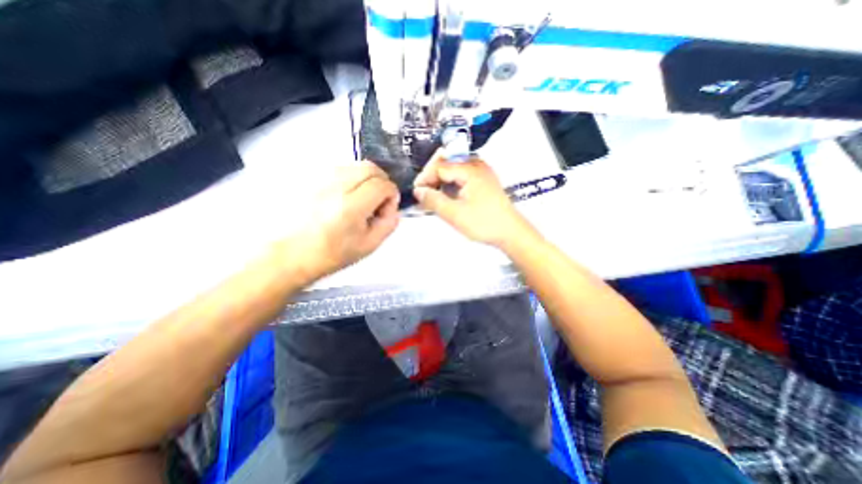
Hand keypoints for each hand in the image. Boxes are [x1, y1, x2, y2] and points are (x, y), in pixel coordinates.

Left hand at [286, 163, 401, 282]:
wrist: (291, 254)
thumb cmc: (328, 254)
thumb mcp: (369, 245)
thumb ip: (388, 223)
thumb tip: (392, 207)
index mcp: (350, 207)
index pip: (382, 184)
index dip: (391, 193)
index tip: (389, 204)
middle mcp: (334, 187)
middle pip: (370, 168)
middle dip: (382, 180)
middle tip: (379, 198)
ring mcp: (319, 180)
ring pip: (354, 165)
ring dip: (366, 178)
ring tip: (362, 198)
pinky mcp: (310, 179)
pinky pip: (339, 169)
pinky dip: (350, 178)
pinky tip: (346, 195)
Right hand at [414, 152, 536, 247]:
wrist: (510, 232)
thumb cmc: (485, 223)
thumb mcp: (454, 214)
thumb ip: (433, 200)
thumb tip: (419, 191)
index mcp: (470, 169)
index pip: (439, 166)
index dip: (425, 178)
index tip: (417, 192)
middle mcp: (477, 165)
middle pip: (446, 164)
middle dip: (432, 178)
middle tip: (424, 195)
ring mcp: (482, 173)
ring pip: (453, 170)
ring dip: (441, 182)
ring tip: (433, 197)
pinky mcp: (484, 181)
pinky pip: (462, 177)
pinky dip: (451, 185)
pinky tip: (447, 197)